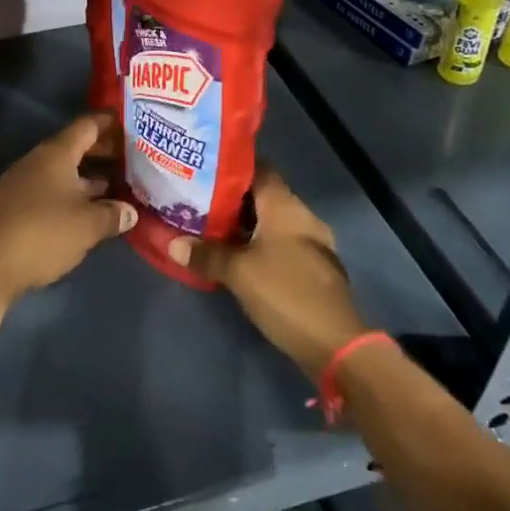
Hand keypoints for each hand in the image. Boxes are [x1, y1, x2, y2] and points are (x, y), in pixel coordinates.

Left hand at [0, 113, 136, 307]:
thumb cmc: (43, 234)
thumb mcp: (87, 225)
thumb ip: (112, 214)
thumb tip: (129, 211)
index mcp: (56, 154)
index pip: (87, 126)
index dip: (110, 123)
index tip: (132, 124)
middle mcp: (38, 161)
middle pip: (75, 147)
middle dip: (103, 151)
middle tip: (132, 159)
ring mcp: (24, 183)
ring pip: (64, 171)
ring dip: (89, 177)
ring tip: (118, 186)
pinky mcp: (17, 206)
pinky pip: (52, 190)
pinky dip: (73, 194)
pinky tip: (89, 210)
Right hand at [171, 168, 366, 377]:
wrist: (336, 344)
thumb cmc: (286, 293)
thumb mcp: (238, 272)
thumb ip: (206, 254)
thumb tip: (173, 244)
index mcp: (285, 206)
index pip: (258, 169)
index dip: (230, 166)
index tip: (202, 169)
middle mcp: (301, 217)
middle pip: (262, 196)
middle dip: (230, 199)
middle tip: (196, 201)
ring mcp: (310, 245)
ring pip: (270, 223)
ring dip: (242, 226)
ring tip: (207, 228)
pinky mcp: (311, 270)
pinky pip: (278, 246)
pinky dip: (256, 246)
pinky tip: (234, 257)